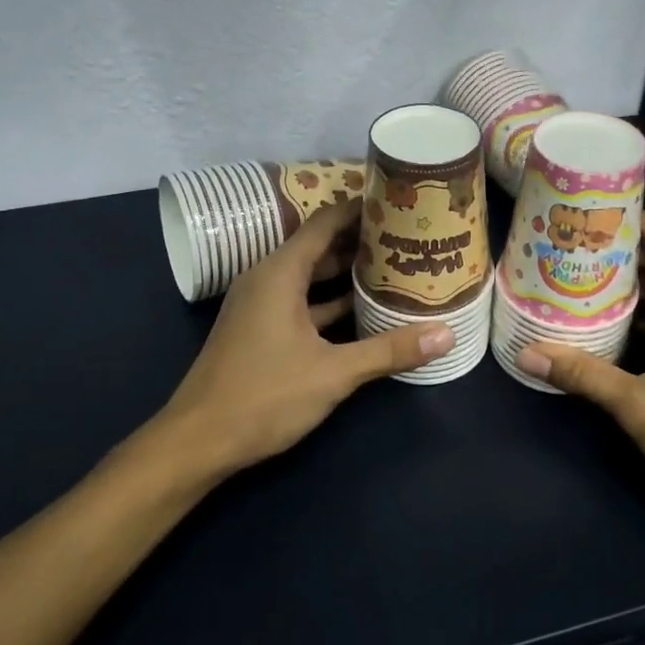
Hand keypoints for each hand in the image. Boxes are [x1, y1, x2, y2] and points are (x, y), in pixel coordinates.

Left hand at [161, 198, 454, 476]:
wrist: (198, 441)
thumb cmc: (264, 396)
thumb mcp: (334, 373)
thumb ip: (389, 350)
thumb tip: (446, 335)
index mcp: (280, 273)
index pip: (325, 221)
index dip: (360, 209)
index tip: (398, 203)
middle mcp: (268, 279)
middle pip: (320, 246)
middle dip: (361, 242)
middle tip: (408, 238)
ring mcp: (261, 305)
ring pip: (311, 277)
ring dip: (347, 274)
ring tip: (395, 268)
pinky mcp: (260, 329)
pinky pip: (301, 302)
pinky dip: (330, 302)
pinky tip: (364, 312)